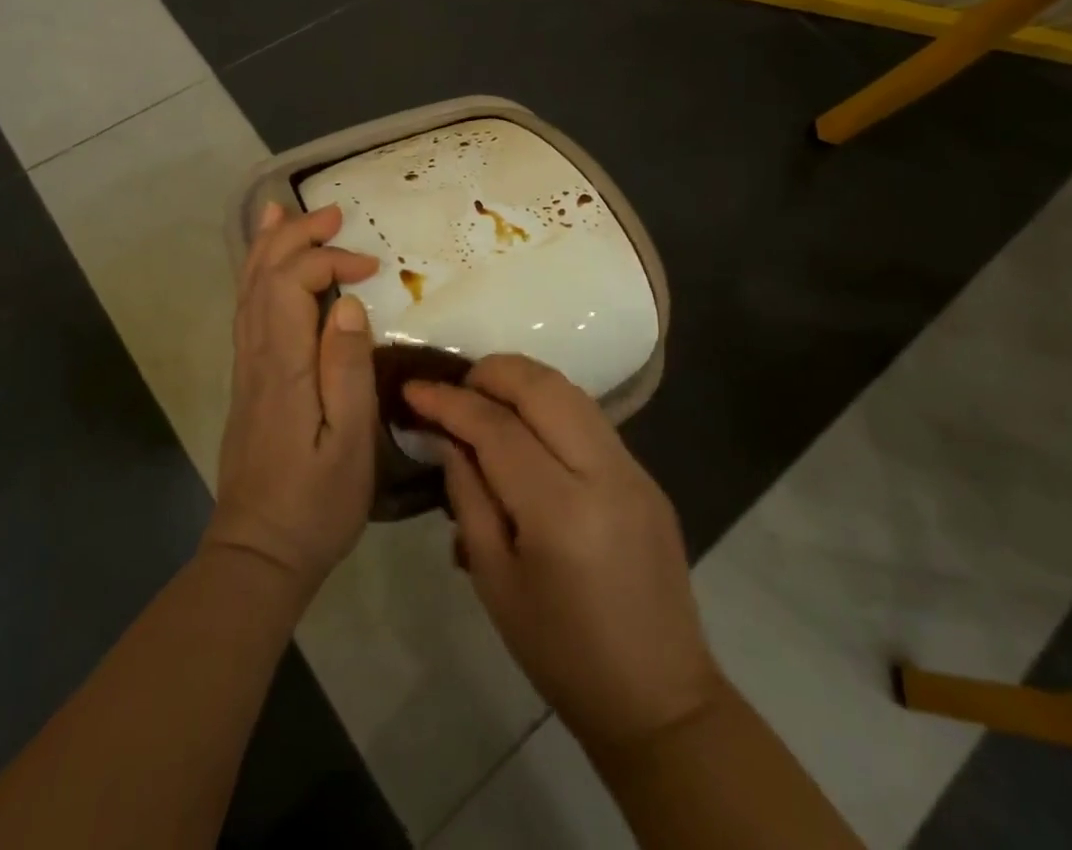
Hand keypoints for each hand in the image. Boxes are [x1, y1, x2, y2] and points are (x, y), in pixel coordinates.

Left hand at [205, 202, 380, 596]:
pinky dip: (257, 275)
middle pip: (265, 276)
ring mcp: (247, 366)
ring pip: (249, 288)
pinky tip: (266, 267)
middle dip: (297, 236)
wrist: (258, 552)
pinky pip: (247, 309)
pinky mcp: (248, 379)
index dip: (329, 261)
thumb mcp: (350, 443)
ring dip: (269, 246)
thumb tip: (350, 304)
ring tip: (285, 211)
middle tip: (335, 214)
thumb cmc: (316, 503)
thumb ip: (348, 370)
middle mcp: (257, 355)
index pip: (293, 284)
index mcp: (284, 366)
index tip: (371, 269)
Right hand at [405, 356, 721, 752]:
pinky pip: (589, 418)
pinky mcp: (647, 475)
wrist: (658, 697)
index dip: (449, 402)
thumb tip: (447, 436)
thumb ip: (468, 495)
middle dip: (490, 372)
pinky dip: (549, 406)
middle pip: (542, 386)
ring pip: (570, 391)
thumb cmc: (560, 652)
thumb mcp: (495, 580)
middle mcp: (605, 474)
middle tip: (454, 388)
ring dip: (522, 382)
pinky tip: (526, 429)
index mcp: (561, 512)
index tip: (413, 389)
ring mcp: (634, 470)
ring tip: (484, 400)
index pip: (496, 428)